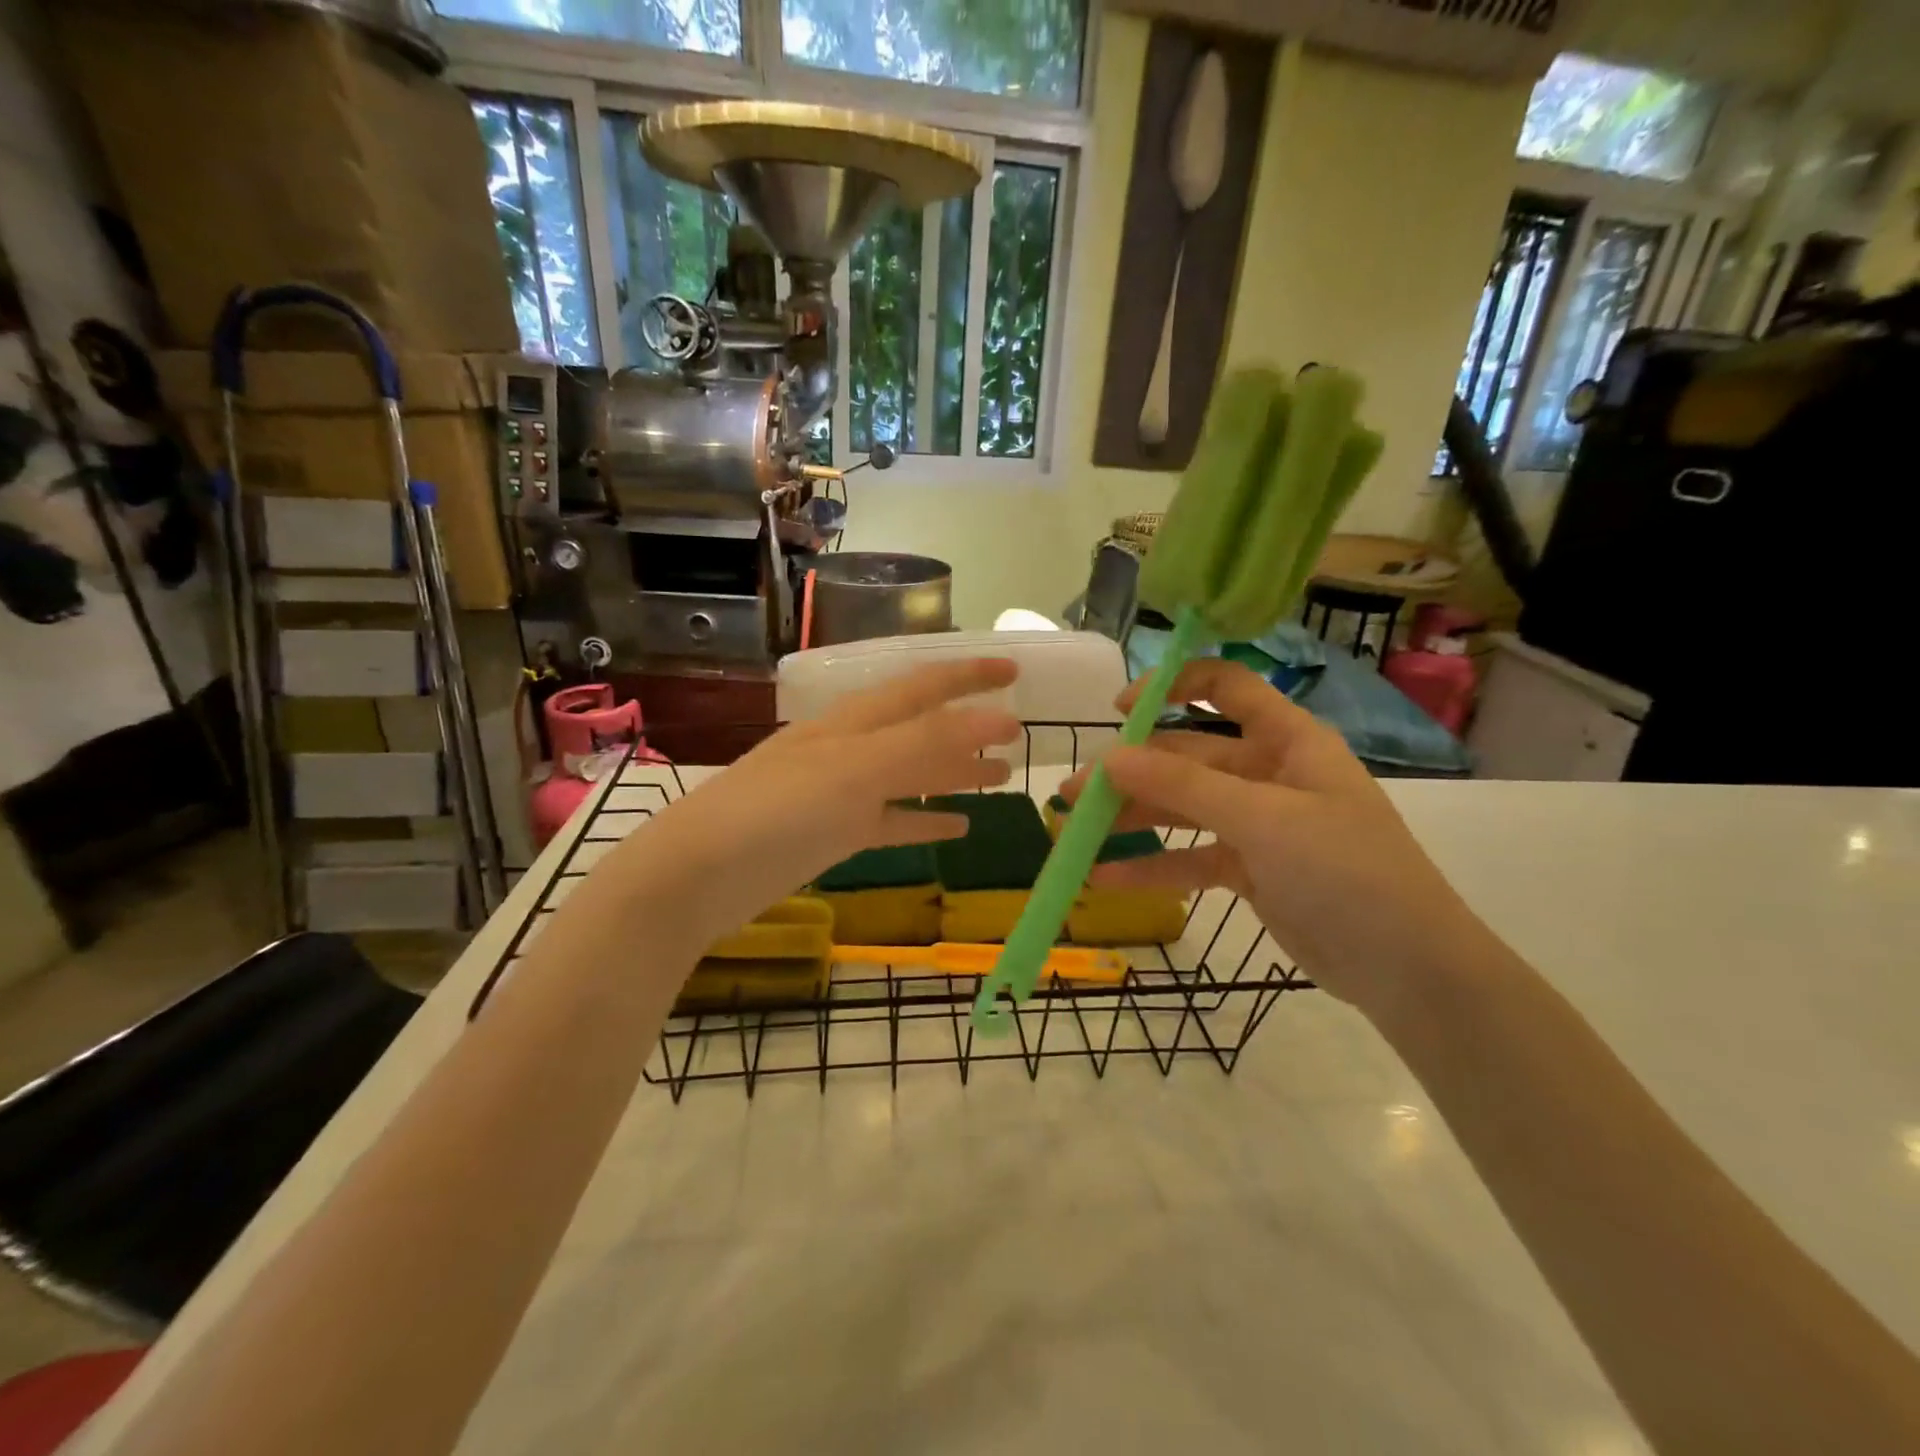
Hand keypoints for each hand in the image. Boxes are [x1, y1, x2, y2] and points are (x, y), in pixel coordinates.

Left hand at [631, 658, 1020, 949]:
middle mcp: (850, 747)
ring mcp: (841, 792)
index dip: (969, 674)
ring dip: (954, 772)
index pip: (923, 685)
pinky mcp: (834, 833)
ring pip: (911, 774)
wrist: (698, 875)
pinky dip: (925, 819)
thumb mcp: (855, 769)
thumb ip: (926, 743)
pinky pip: (892, 820)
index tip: (1015, 669)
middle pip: (921, 728)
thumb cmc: (777, 811)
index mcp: (853, 721)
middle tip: (1018, 731)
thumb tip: (998, 718)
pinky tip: (958, 828)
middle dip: (968, 725)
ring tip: (1000, 777)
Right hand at [1061, 659, 1486, 1014]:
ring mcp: (1258, 823)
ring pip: (1183, 808)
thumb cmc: (1347, 872)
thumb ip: (1185, 784)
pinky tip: (1106, 879)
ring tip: (1076, 832)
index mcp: (1288, 740)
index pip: (1226, 688)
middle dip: (1132, 771)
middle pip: (1188, 756)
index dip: (1172, 687)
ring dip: (1133, 817)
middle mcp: (1269, 773)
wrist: (1409, 970)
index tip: (1119, 710)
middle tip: (1075, 793)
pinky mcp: (1249, 869)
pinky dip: (1153, 866)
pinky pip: (1191, 857)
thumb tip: (1110, 755)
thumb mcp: (1264, 820)